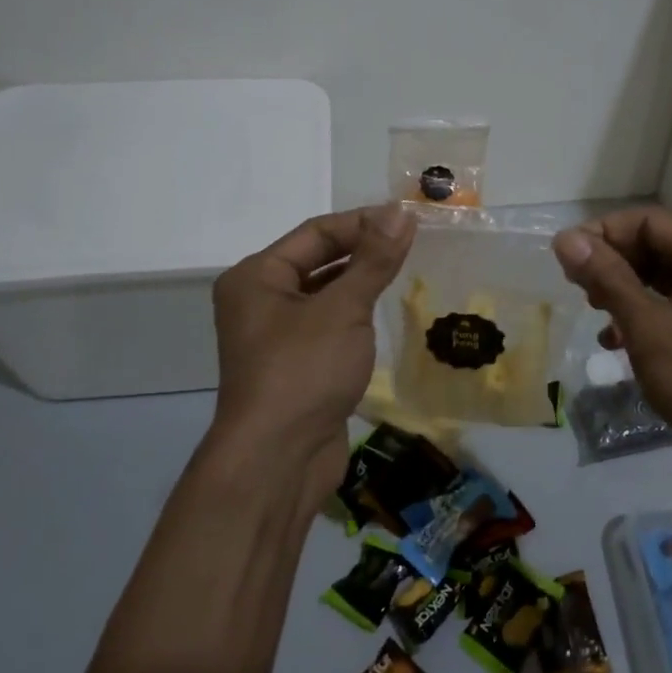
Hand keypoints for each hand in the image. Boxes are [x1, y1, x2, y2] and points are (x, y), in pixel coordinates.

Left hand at [207, 205, 414, 509]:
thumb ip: (374, 260)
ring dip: (362, 283)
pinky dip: (356, 316)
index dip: (363, 223)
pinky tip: (386, 313)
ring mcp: (277, 336)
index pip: (316, 233)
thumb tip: (401, 212)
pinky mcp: (296, 366)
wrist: (279, 460)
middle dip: (364, 251)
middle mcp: (260, 301)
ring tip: (408, 271)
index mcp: (257, 277)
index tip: (409, 219)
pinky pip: (329, 326)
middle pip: (318, 261)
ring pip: (325, 295)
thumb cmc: (304, 371)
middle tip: (414, 242)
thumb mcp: (343, 309)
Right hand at [553, 206, 671, 490]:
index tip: (564, 260)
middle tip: (576, 289)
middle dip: (613, 264)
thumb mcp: (649, 327)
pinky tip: (617, 340)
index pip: (648, 221)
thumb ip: (607, 277)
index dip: (602, 234)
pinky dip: (646, 314)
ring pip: (664, 276)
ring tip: (595, 313)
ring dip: (625, 291)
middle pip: (657, 245)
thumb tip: (565, 238)